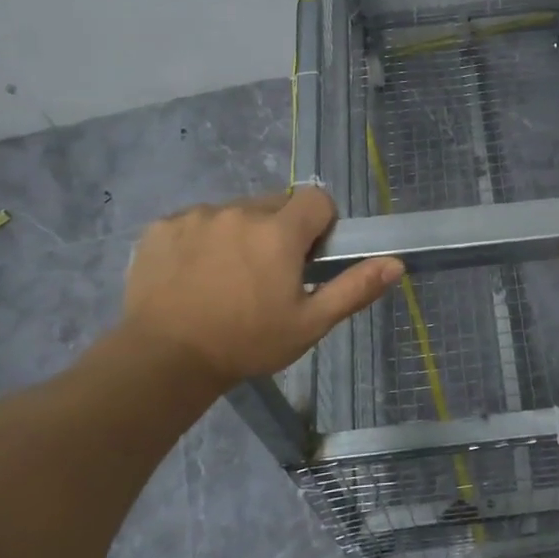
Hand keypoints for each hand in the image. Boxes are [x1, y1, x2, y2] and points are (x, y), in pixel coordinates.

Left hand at [120, 188, 402, 389]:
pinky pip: (195, 221)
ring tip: (226, 279)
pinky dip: (201, 240)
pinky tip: (192, 275)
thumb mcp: (309, 324)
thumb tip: (396, 263)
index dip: (320, 224)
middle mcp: (239, 211)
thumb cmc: (246, 343)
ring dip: (240, 234)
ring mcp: (197, 215)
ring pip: (234, 212)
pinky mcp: (162, 226)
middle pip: (274, 204)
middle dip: (280, 230)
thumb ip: (354, 288)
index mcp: (279, 232)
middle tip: (268, 275)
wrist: (164, 358)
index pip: (316, 199)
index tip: (309, 257)